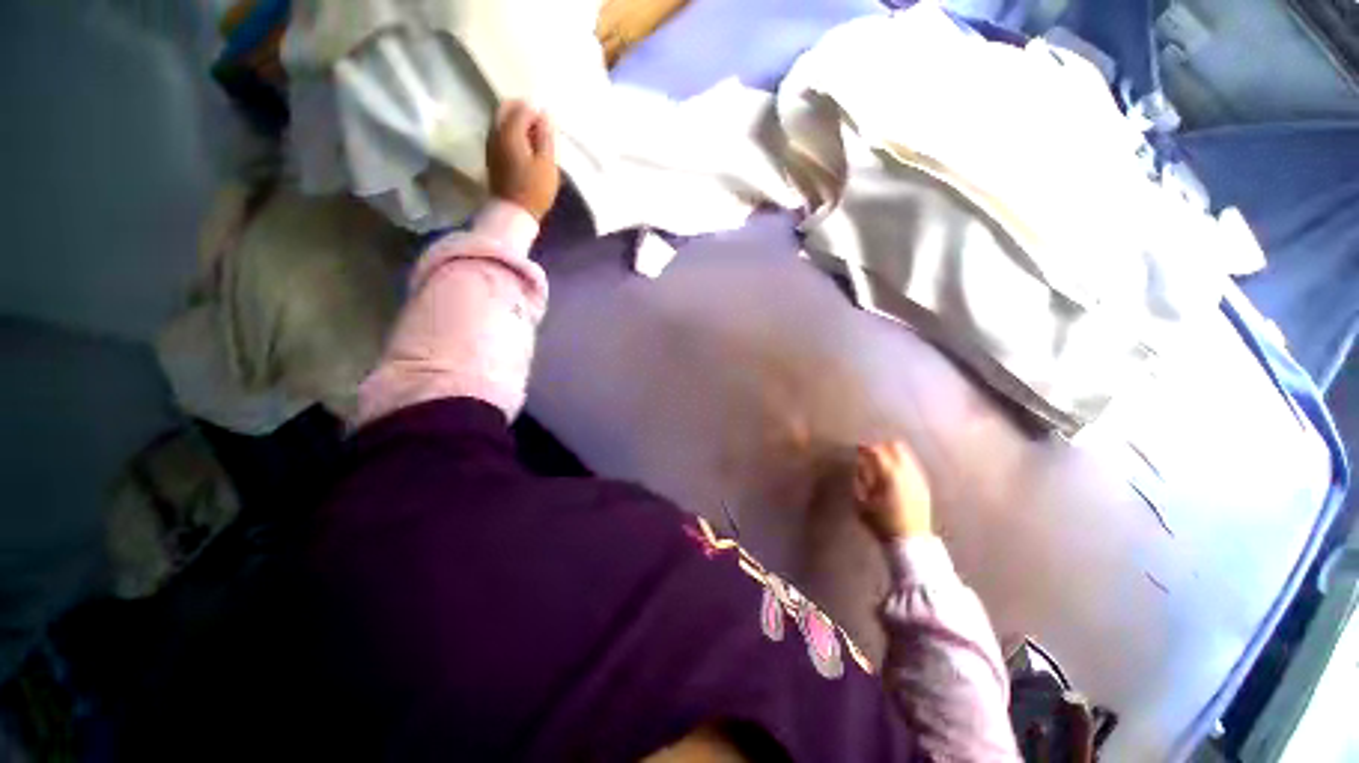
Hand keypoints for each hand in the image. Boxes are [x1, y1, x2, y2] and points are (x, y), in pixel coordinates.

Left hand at [487, 101, 559, 221]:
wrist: (513, 212)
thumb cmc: (535, 190)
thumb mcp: (547, 164)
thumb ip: (546, 136)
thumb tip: (545, 114)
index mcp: (510, 131)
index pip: (523, 108)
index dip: (538, 112)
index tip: (550, 125)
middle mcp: (495, 131)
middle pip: (506, 107)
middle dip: (523, 110)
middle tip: (540, 125)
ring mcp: (490, 142)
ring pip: (500, 118)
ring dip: (516, 121)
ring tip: (534, 137)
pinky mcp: (491, 154)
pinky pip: (499, 132)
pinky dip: (511, 131)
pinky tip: (523, 145)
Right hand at [853, 441, 932, 541]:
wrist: (910, 542)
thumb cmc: (881, 522)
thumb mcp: (861, 502)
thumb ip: (860, 479)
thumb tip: (861, 466)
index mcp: (889, 474)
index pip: (877, 451)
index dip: (865, 448)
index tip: (858, 449)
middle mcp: (907, 472)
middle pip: (895, 447)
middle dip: (882, 447)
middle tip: (871, 454)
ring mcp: (918, 478)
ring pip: (906, 455)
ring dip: (893, 455)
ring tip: (881, 464)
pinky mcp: (924, 486)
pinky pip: (912, 466)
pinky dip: (901, 464)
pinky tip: (893, 475)